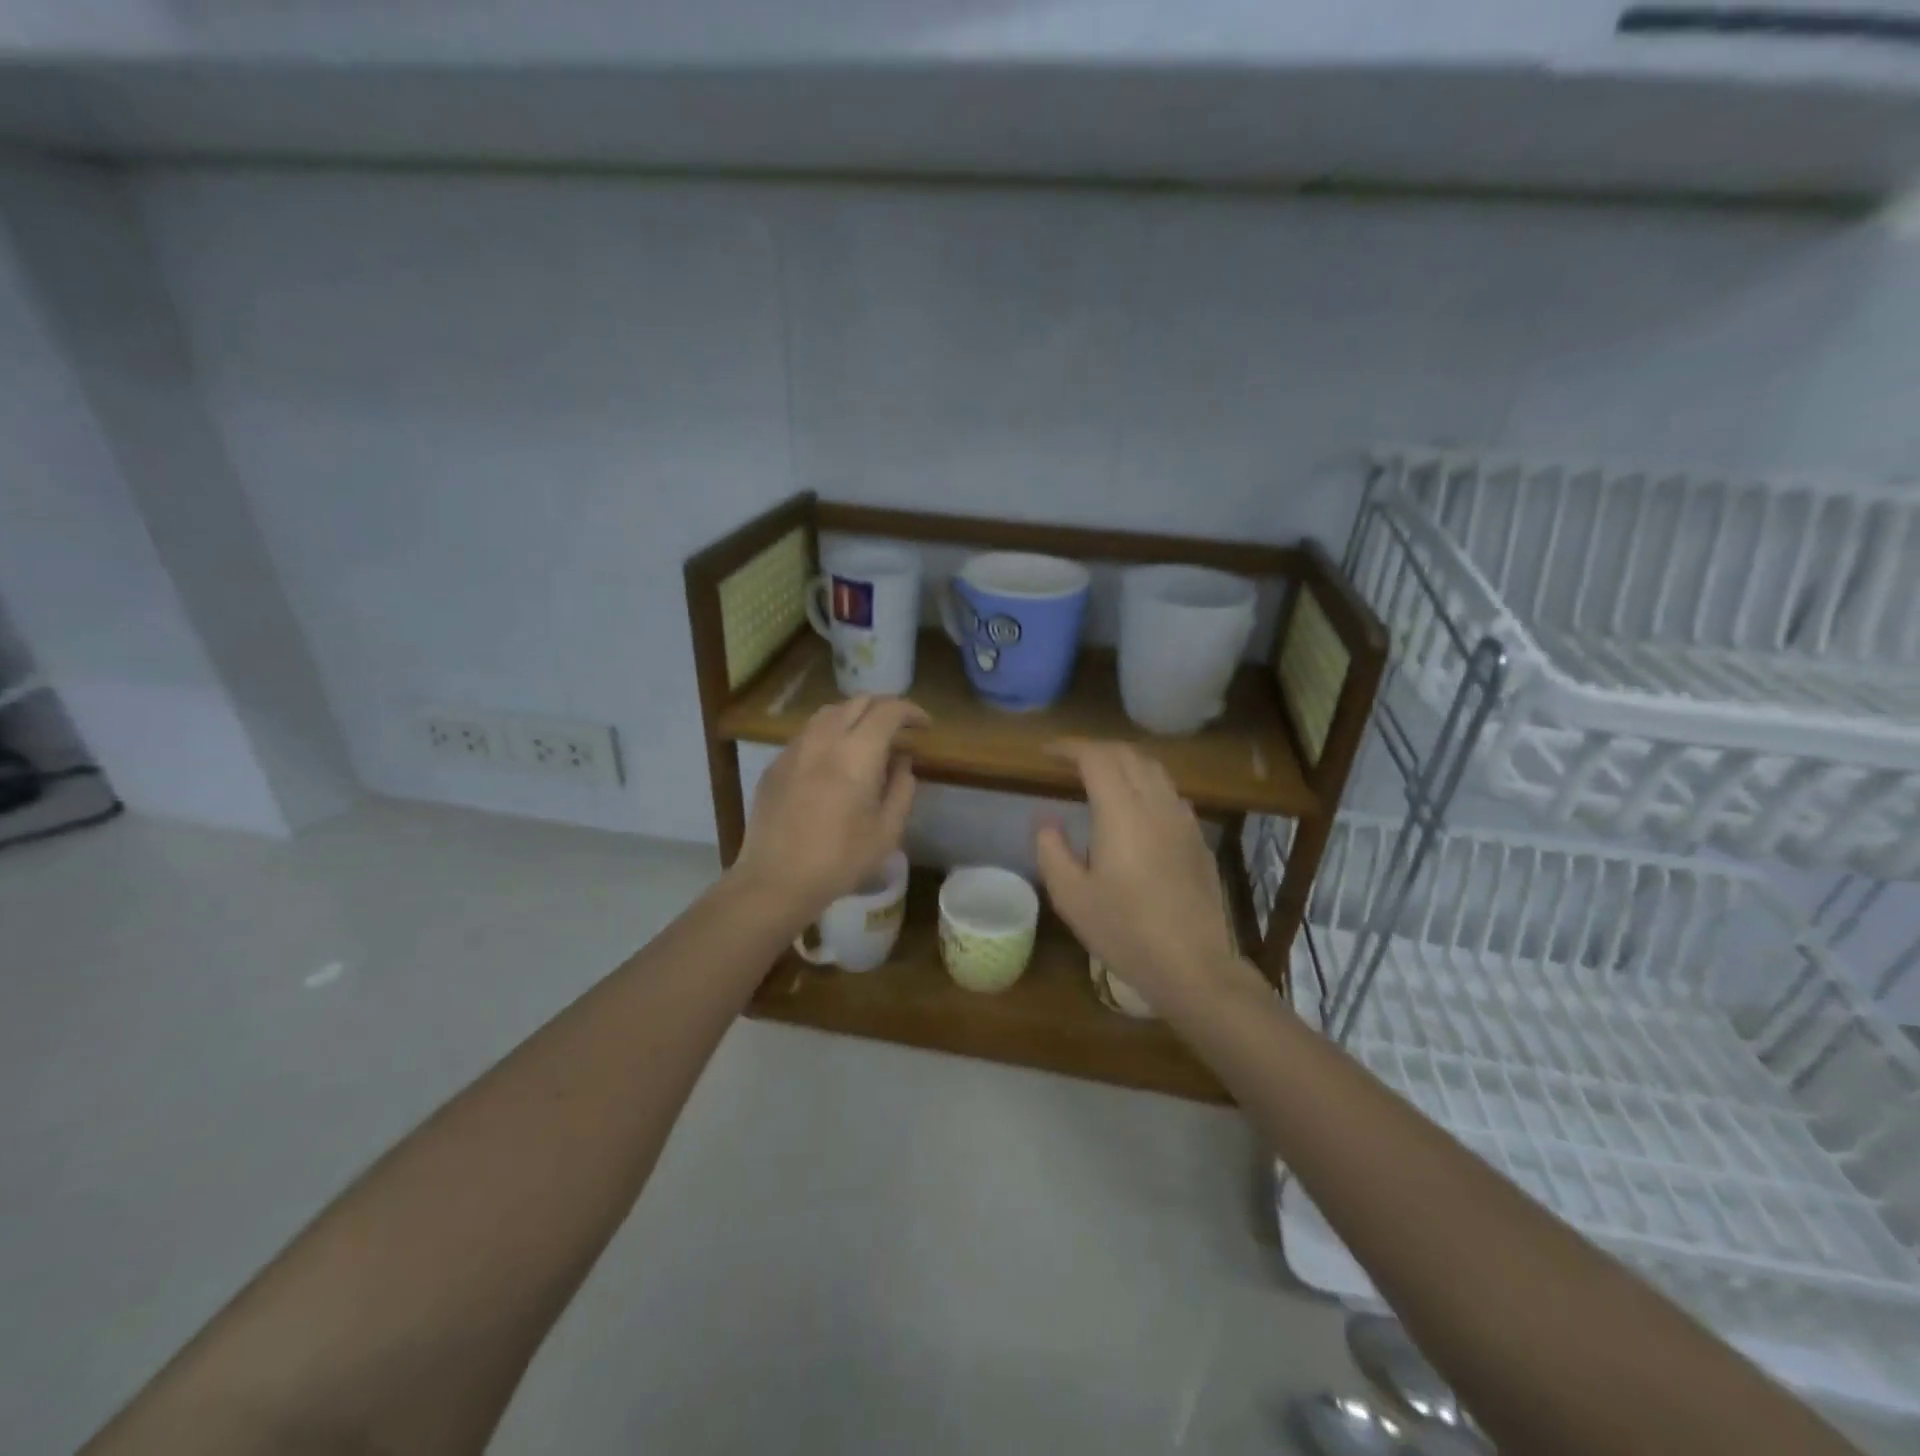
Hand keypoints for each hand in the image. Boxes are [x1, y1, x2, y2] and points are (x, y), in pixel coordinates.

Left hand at [729, 695, 928, 922]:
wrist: (776, 880)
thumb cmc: (840, 860)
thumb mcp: (887, 830)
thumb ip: (901, 788)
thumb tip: (902, 760)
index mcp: (856, 753)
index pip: (888, 711)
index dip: (911, 711)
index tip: (924, 725)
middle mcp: (823, 740)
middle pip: (857, 702)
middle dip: (884, 708)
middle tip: (900, 728)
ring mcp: (794, 749)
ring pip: (828, 713)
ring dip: (855, 716)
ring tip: (868, 738)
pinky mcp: (775, 765)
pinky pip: (808, 734)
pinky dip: (829, 734)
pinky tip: (835, 759)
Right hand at [1034, 740, 1253, 1016]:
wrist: (1191, 964)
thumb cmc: (1124, 930)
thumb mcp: (1070, 896)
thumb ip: (1052, 850)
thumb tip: (1047, 819)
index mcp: (1122, 812)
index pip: (1096, 757)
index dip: (1070, 747)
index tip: (1047, 753)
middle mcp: (1156, 804)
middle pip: (1128, 755)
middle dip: (1096, 749)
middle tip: (1069, 761)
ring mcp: (1183, 820)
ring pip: (1155, 770)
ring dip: (1124, 763)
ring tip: (1101, 777)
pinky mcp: (1198, 839)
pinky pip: (1170, 794)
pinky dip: (1146, 785)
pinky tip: (1136, 809)